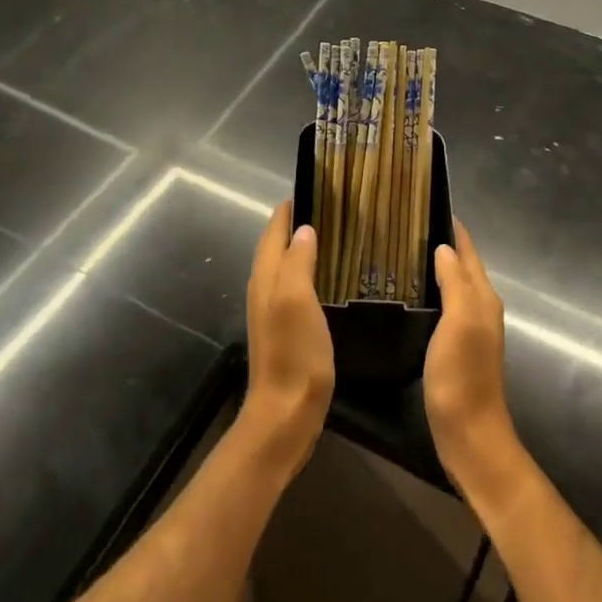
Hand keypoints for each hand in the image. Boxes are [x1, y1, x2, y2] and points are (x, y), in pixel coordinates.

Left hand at [240, 203, 334, 474]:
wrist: (285, 414)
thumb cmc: (294, 354)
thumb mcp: (298, 300)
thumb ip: (298, 261)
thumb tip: (304, 229)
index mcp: (267, 276)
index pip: (274, 229)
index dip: (291, 207)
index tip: (317, 187)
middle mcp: (265, 288)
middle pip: (277, 245)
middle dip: (299, 223)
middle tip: (334, 207)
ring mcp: (273, 311)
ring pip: (286, 265)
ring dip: (304, 247)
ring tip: (336, 234)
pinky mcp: (286, 330)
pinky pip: (296, 286)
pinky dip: (310, 271)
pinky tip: (331, 277)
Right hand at [424, 221, 524, 505]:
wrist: (469, 434)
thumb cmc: (463, 375)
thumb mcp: (459, 322)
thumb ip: (455, 283)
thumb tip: (444, 248)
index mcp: (483, 298)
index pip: (469, 251)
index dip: (454, 228)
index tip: (427, 203)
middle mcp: (480, 308)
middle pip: (462, 266)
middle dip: (442, 242)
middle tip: (405, 223)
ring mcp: (469, 329)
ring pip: (453, 285)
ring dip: (435, 266)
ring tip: (402, 250)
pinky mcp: (455, 348)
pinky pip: (444, 306)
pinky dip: (430, 291)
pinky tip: (409, 293)